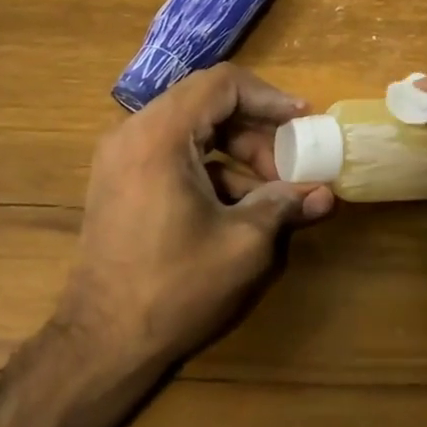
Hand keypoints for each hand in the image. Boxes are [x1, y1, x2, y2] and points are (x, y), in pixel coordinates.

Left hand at [57, 64, 334, 371]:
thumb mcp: (242, 244)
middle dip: (256, 130)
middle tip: (290, 164)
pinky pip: (173, 153)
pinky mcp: (120, 179)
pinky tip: (239, 208)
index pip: (222, 84)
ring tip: (272, 192)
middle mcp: (134, 132)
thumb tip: (325, 193)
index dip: (269, 97)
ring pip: (192, 129)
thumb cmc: (174, 287)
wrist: (101, 342)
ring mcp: (121, 156)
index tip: (303, 120)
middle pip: (207, 103)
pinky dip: (210, 168)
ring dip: (236, 151)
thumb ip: (284, 205)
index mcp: (160, 135)